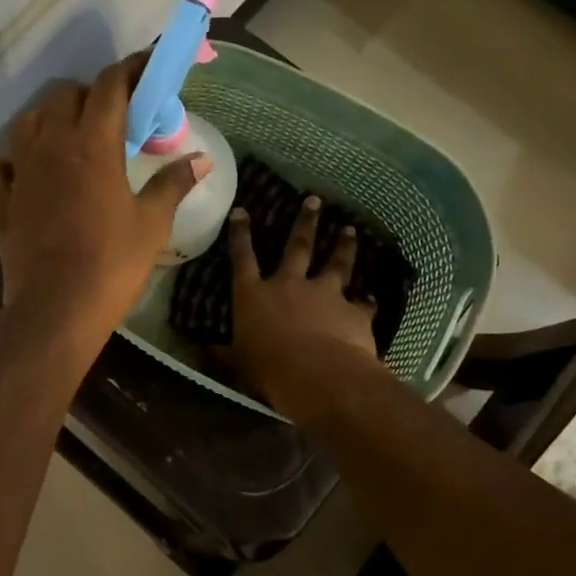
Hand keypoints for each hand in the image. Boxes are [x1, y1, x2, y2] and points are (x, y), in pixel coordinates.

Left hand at [0, 56, 207, 352]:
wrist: (57, 310)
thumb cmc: (112, 264)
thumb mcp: (152, 224)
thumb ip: (173, 184)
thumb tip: (201, 160)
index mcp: (93, 144)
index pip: (110, 86)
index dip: (131, 69)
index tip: (147, 67)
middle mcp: (51, 146)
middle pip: (65, 95)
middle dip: (91, 95)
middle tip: (115, 118)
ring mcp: (20, 172)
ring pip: (27, 122)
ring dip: (50, 120)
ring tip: (71, 139)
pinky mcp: (0, 203)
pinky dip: (7, 166)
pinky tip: (23, 177)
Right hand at [227, 196, 382, 415]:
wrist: (320, 375)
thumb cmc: (269, 369)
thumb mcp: (238, 365)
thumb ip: (224, 356)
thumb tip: (202, 353)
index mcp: (254, 295)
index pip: (242, 258)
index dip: (240, 234)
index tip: (242, 211)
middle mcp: (289, 285)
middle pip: (297, 247)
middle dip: (305, 222)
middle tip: (314, 200)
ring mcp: (324, 294)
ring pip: (336, 263)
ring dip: (343, 246)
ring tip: (350, 230)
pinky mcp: (353, 310)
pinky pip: (363, 303)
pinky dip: (367, 301)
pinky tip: (373, 298)